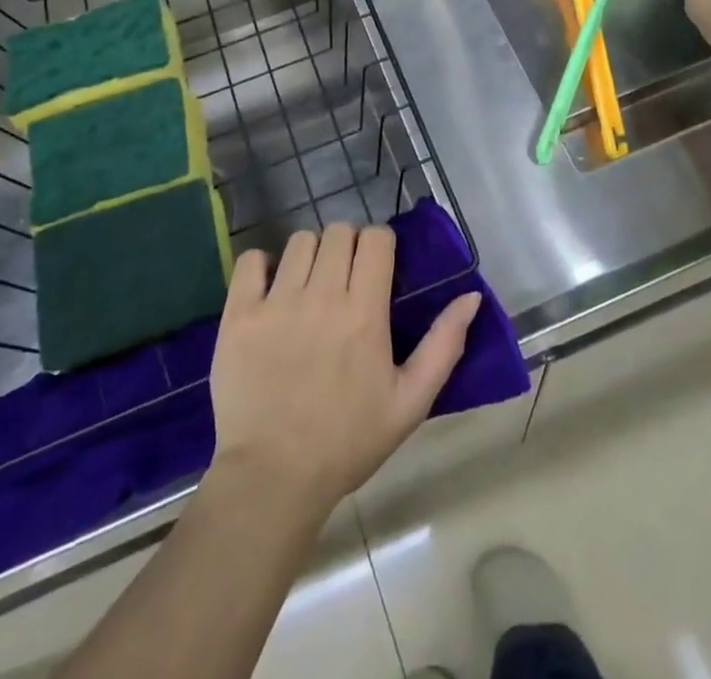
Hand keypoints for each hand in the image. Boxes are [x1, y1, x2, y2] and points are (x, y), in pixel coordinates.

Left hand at [208, 225, 481, 517]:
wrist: (273, 478)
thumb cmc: (348, 441)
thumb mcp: (410, 402)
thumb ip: (444, 345)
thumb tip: (471, 296)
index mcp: (364, 312)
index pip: (375, 238)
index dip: (380, 245)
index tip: (378, 267)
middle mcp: (322, 295)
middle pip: (338, 232)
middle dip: (347, 246)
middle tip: (345, 278)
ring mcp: (276, 302)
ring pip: (299, 241)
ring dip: (310, 254)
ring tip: (309, 285)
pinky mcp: (239, 314)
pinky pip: (250, 260)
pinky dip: (262, 265)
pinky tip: (270, 288)